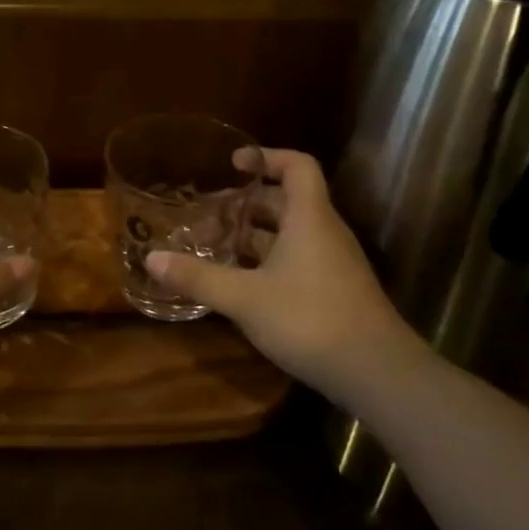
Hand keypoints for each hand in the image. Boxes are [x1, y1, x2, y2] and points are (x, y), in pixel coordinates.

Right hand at [145, 148, 408, 390]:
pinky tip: (243, 284)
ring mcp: (335, 263)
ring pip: (292, 234)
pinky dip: (270, 261)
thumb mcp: (245, 298)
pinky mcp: (336, 291)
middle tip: (210, 215)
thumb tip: (152, 258)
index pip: (297, 166)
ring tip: (217, 247)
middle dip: (248, 204)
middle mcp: (325, 232)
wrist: (376, 372)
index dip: (267, 157)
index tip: (233, 164)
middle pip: (288, 201)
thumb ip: (199, 277)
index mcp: (309, 218)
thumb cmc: (309, 319)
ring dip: (257, 236)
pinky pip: (299, 260)